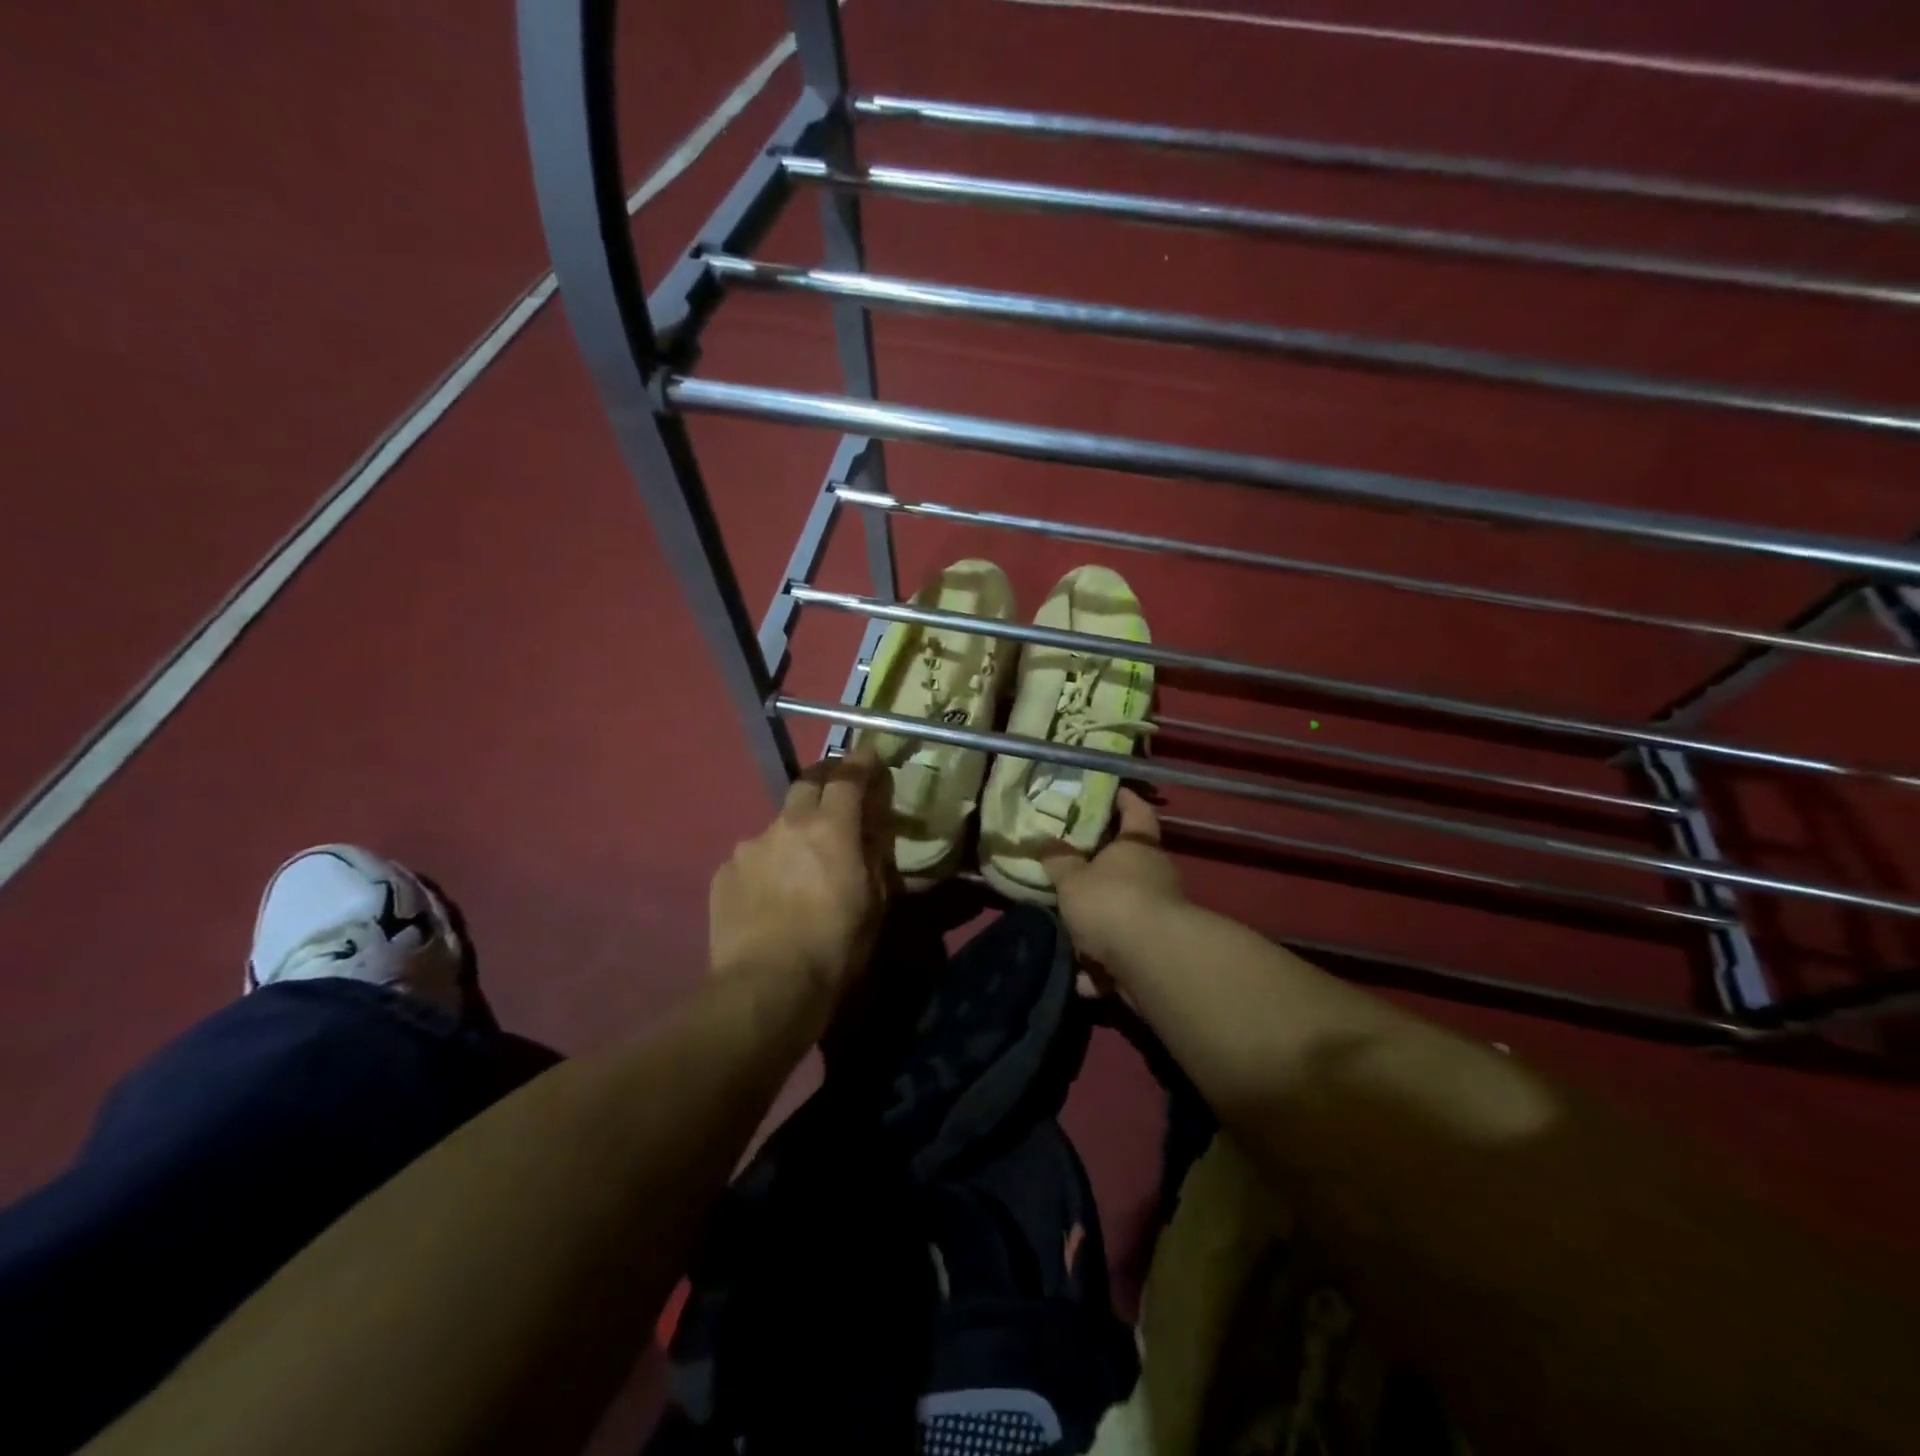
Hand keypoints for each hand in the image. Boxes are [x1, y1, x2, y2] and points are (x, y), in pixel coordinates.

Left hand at [709, 749, 891, 1000]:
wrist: (766, 988)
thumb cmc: (835, 947)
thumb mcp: (875, 903)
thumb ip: (874, 856)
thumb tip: (873, 830)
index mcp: (830, 827)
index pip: (848, 776)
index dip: (861, 762)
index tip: (869, 755)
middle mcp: (786, 824)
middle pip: (806, 783)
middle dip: (825, 781)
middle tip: (837, 797)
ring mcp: (749, 847)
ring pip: (777, 824)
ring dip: (793, 833)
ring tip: (799, 867)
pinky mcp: (723, 873)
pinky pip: (752, 857)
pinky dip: (766, 865)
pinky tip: (770, 896)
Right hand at [1040, 788, 1183, 968]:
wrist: (1151, 961)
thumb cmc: (1111, 902)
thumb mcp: (1072, 879)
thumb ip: (1059, 862)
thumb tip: (1048, 845)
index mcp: (1138, 846)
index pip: (1136, 811)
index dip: (1124, 799)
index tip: (1111, 792)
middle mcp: (1155, 875)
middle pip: (1129, 864)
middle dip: (1101, 869)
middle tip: (1071, 866)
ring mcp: (1159, 915)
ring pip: (1123, 911)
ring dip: (1099, 922)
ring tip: (1067, 926)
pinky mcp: (1155, 952)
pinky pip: (1122, 953)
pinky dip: (1102, 964)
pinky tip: (1080, 974)